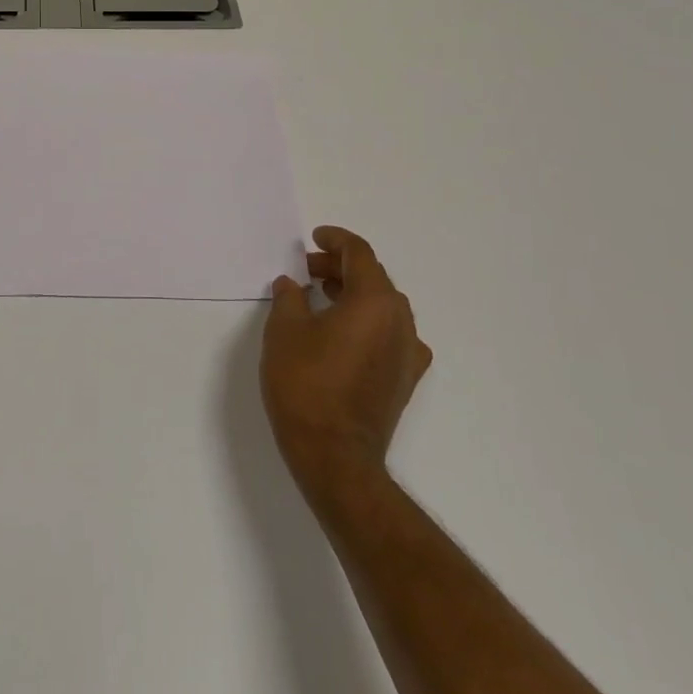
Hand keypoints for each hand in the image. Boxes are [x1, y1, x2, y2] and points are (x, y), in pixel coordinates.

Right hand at [262, 226, 430, 502]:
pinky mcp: (405, 378)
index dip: (335, 240)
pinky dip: (366, 322)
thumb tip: (291, 285)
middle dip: (339, 267)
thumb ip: (289, 298)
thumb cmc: (306, 384)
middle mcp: (400, 320)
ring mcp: (408, 352)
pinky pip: (389, 334)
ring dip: (352, 294)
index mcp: (375, 301)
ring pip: (383, 306)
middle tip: (306, 270)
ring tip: (318, 298)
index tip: (314, 238)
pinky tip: (341, 334)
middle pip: (373, 278)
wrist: (335, 455)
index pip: (359, 254)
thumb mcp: (284, 331)